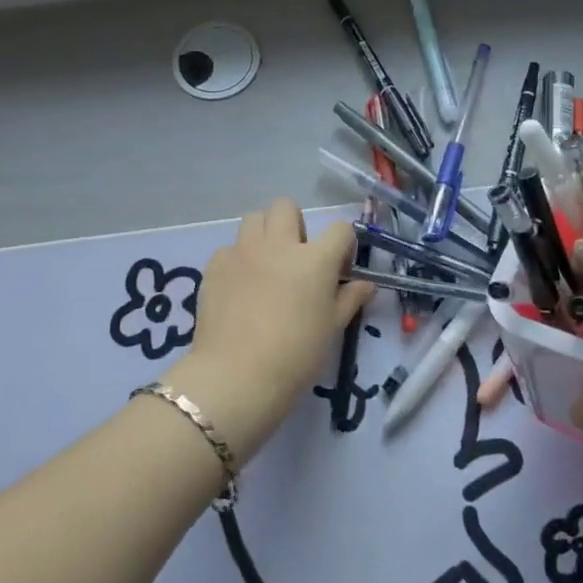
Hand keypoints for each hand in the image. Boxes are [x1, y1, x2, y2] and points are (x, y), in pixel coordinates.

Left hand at [170, 199, 371, 465]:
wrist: (238, 375)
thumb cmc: (296, 355)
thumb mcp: (332, 328)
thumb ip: (350, 299)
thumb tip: (366, 284)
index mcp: (314, 258)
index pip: (340, 229)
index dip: (343, 245)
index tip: (339, 268)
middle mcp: (278, 244)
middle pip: (286, 207)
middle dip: (295, 224)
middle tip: (296, 258)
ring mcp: (243, 251)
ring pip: (254, 219)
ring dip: (264, 234)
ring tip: (265, 265)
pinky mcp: (215, 265)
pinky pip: (229, 248)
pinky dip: (238, 260)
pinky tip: (239, 287)